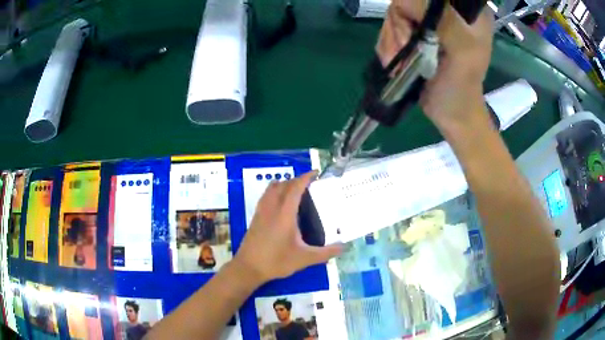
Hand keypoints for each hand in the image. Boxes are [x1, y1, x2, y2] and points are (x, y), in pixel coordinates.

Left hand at [234, 171, 341, 283]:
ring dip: (284, 183)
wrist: (248, 267)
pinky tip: (281, 203)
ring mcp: (261, 211)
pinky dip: (275, 191)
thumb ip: (326, 253)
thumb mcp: (304, 259)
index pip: (295, 188)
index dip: (306, 178)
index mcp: (285, 214)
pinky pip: (266, 196)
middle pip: (283, 184)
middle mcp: (272, 208)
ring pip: (272, 188)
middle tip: (310, 184)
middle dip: (297, 180)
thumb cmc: (277, 261)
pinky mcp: (255, 217)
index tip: (316, 173)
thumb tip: (344, 247)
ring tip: (296, 190)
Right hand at [376, 1, 493, 130]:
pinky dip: (388, 48)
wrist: (451, 113)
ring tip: (402, 64)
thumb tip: (410, 1)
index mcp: (465, 11)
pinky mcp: (414, 33)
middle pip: (405, 4)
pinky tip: (398, 63)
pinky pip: (389, 30)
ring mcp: (428, 22)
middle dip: (399, 29)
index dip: (413, 9)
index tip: (413, 34)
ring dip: (392, 42)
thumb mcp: (462, 51)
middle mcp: (446, 11)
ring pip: (394, 17)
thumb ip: (446, 21)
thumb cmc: (461, 86)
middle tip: (405, 51)